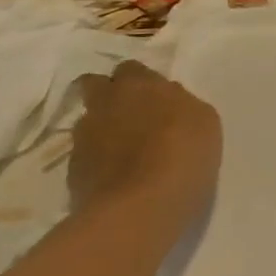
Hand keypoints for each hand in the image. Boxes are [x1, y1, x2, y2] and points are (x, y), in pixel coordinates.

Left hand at [68, 61, 221, 219]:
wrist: (141, 207)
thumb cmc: (184, 154)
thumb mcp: (203, 119)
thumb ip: (180, 102)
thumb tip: (166, 101)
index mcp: (139, 85)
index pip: (130, 68)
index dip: (140, 81)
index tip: (153, 95)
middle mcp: (105, 103)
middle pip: (95, 85)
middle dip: (109, 94)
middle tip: (130, 113)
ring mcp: (83, 137)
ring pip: (89, 121)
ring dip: (103, 128)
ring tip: (124, 151)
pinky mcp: (72, 170)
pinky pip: (85, 155)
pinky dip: (98, 160)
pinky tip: (116, 176)